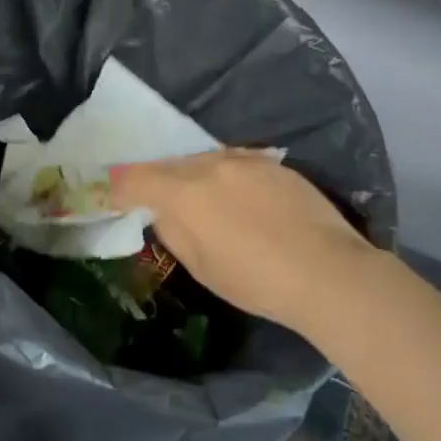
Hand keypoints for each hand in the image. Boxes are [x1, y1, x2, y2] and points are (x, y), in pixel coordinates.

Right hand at [110, 150, 376, 333]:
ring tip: (203, 201)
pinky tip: (240, 200)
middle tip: (159, 202)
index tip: (112, 196)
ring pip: (204, 161)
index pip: (136, 178)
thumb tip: (163, 212)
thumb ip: (174, 230)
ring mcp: (245, 159)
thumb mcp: (202, 266)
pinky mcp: (273, 163)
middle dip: (159, 181)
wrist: (328, 271)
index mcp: (185, 191)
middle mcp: (210, 164)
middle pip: (171, 165)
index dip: (119, 187)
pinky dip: (226, 177)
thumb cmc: (257, 280)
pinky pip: (236, 163)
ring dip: (195, 177)